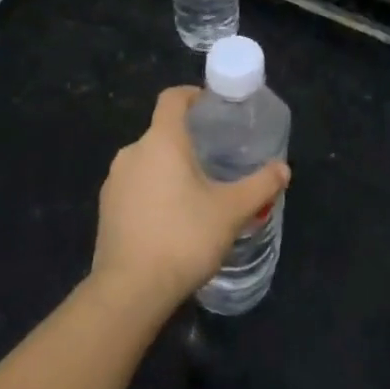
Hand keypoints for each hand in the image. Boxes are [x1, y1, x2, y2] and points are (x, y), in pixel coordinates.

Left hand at [90, 86, 290, 318]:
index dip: (192, 95)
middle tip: (216, 158)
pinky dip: (154, 192)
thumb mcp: (232, 211)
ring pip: (148, 161)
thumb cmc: (183, 237)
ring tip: (197, 192)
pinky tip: (172, 219)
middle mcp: (133, 152)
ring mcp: (114, 182)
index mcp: (162, 140)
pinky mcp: (106, 210)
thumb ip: (260, 185)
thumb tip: (283, 169)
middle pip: (162, 132)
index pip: (172, 98)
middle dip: (188, 140)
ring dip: (170, 168)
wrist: (129, 293)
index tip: (212, 106)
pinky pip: (135, 187)